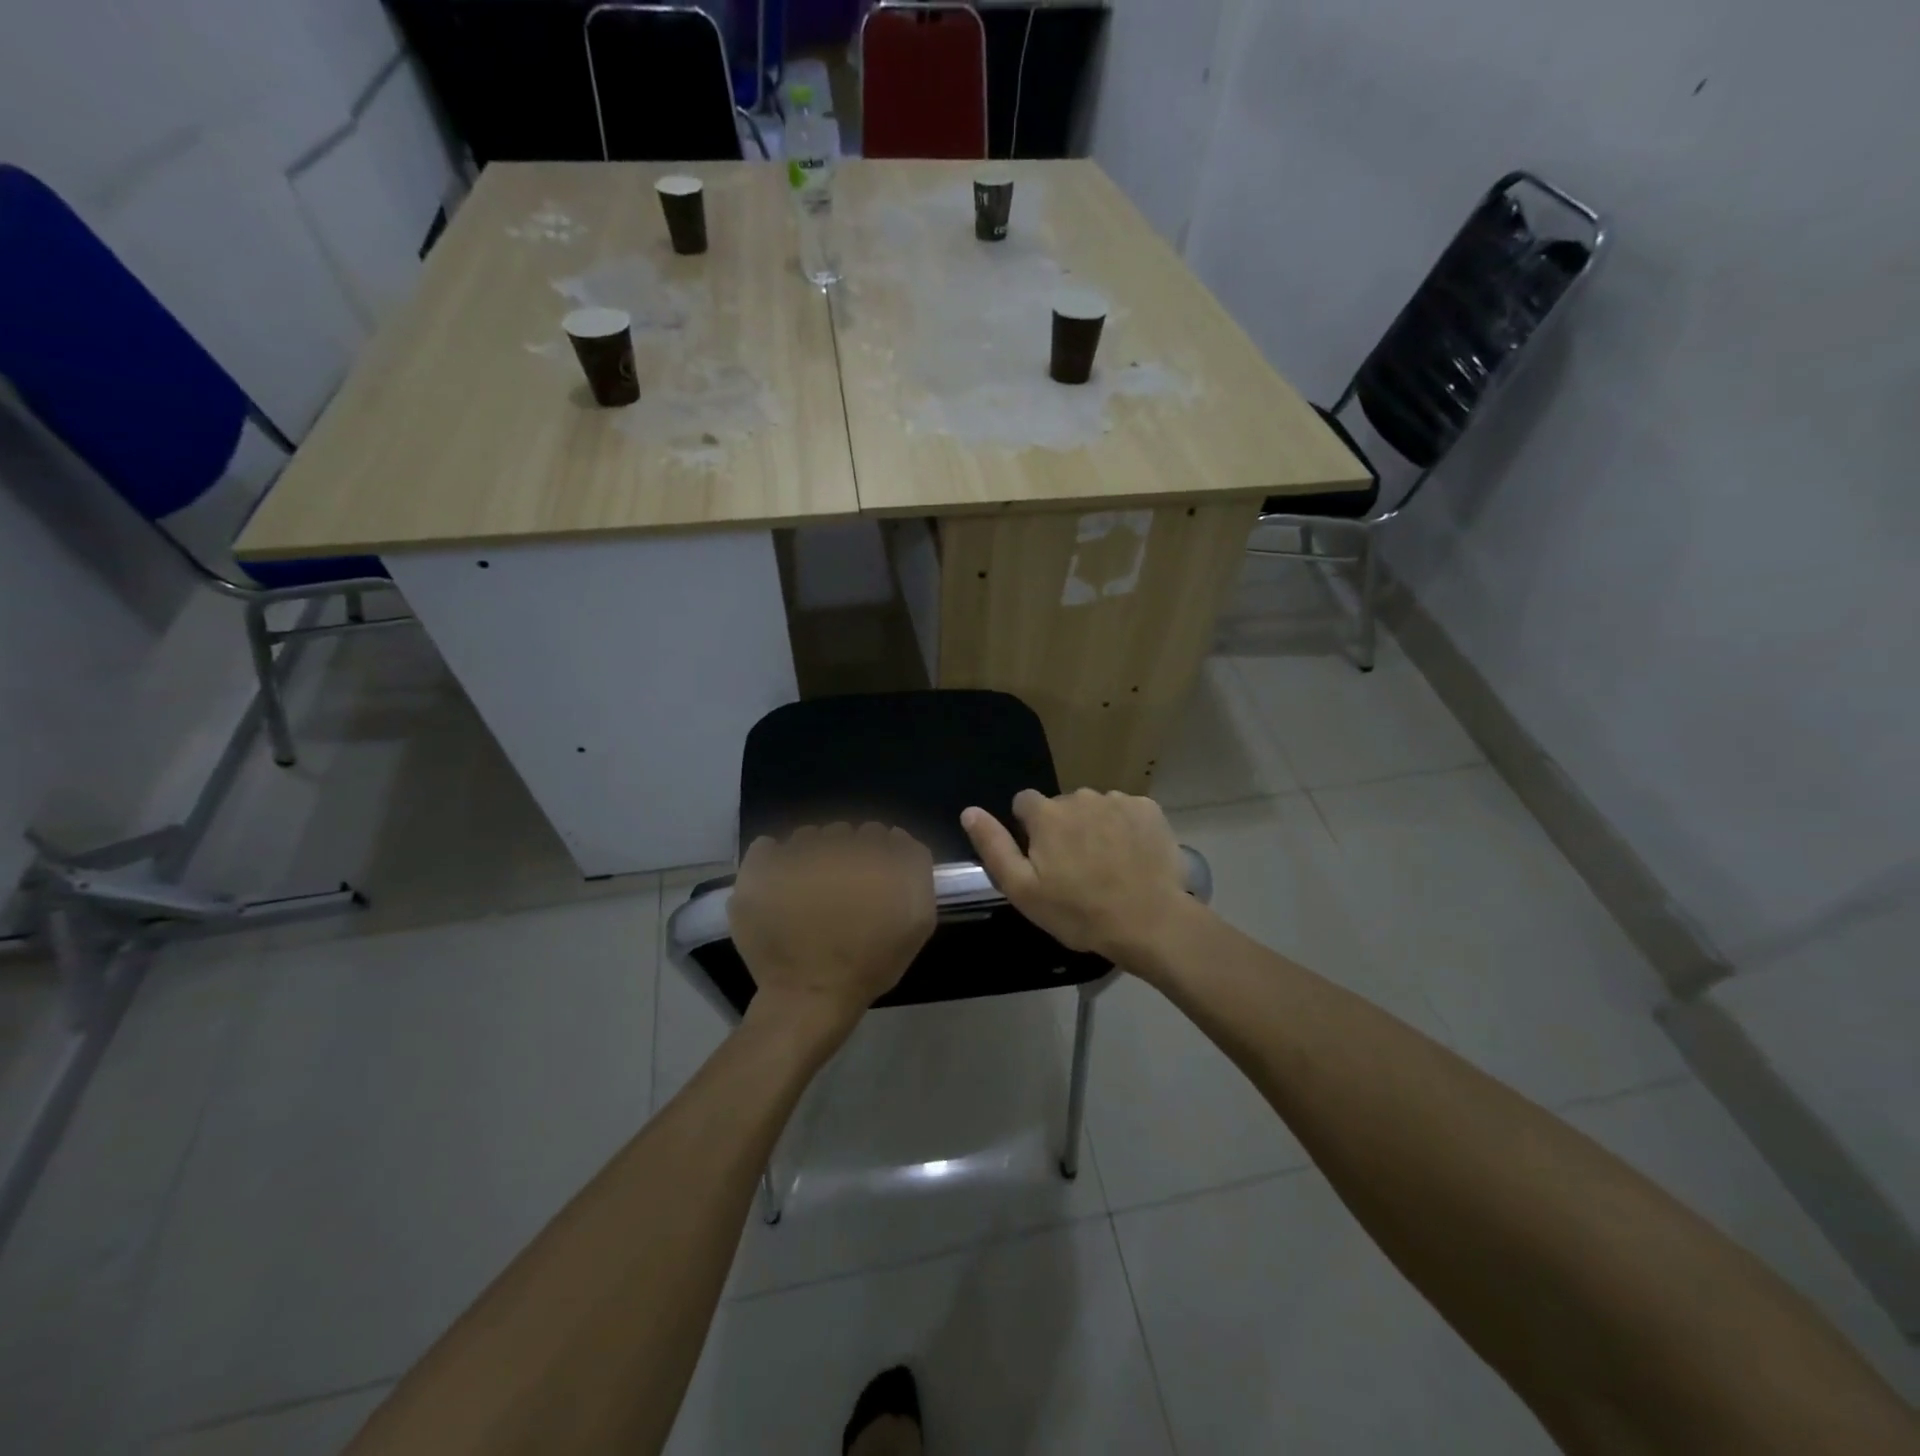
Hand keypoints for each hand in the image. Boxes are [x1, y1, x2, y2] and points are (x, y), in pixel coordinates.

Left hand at [729, 823, 935, 1036]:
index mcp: (874, 853)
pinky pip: (767, 847)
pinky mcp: (760, 868)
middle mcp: (836, 843)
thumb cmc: (869, 963)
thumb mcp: (917, 920)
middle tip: (841, 893)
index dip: (878, 857)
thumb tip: (897, 839)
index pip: (879, 834)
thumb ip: (915, 869)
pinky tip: (780, 887)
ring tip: (808, 893)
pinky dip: (774, 860)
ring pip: (807, 837)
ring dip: (811, 856)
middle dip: (845, 855)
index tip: (873, 883)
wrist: (810, 994)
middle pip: (843, 833)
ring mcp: (794, 853)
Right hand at [961, 788, 1195, 964]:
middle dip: (1063, 829)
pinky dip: (1125, 827)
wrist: (1150, 922)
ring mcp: (1118, 800)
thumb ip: (993, 846)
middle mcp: (1080, 796)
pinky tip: (1131, 856)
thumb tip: (969, 811)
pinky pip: (1127, 811)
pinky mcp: (1148, 809)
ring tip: (1106, 864)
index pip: (1024, 803)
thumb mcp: (1022, 889)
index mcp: (1046, 814)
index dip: (1028, 829)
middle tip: (1075, 869)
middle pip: (1061, 806)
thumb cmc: (1079, 912)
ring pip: (1095, 808)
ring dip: (1094, 827)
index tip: (1041, 858)